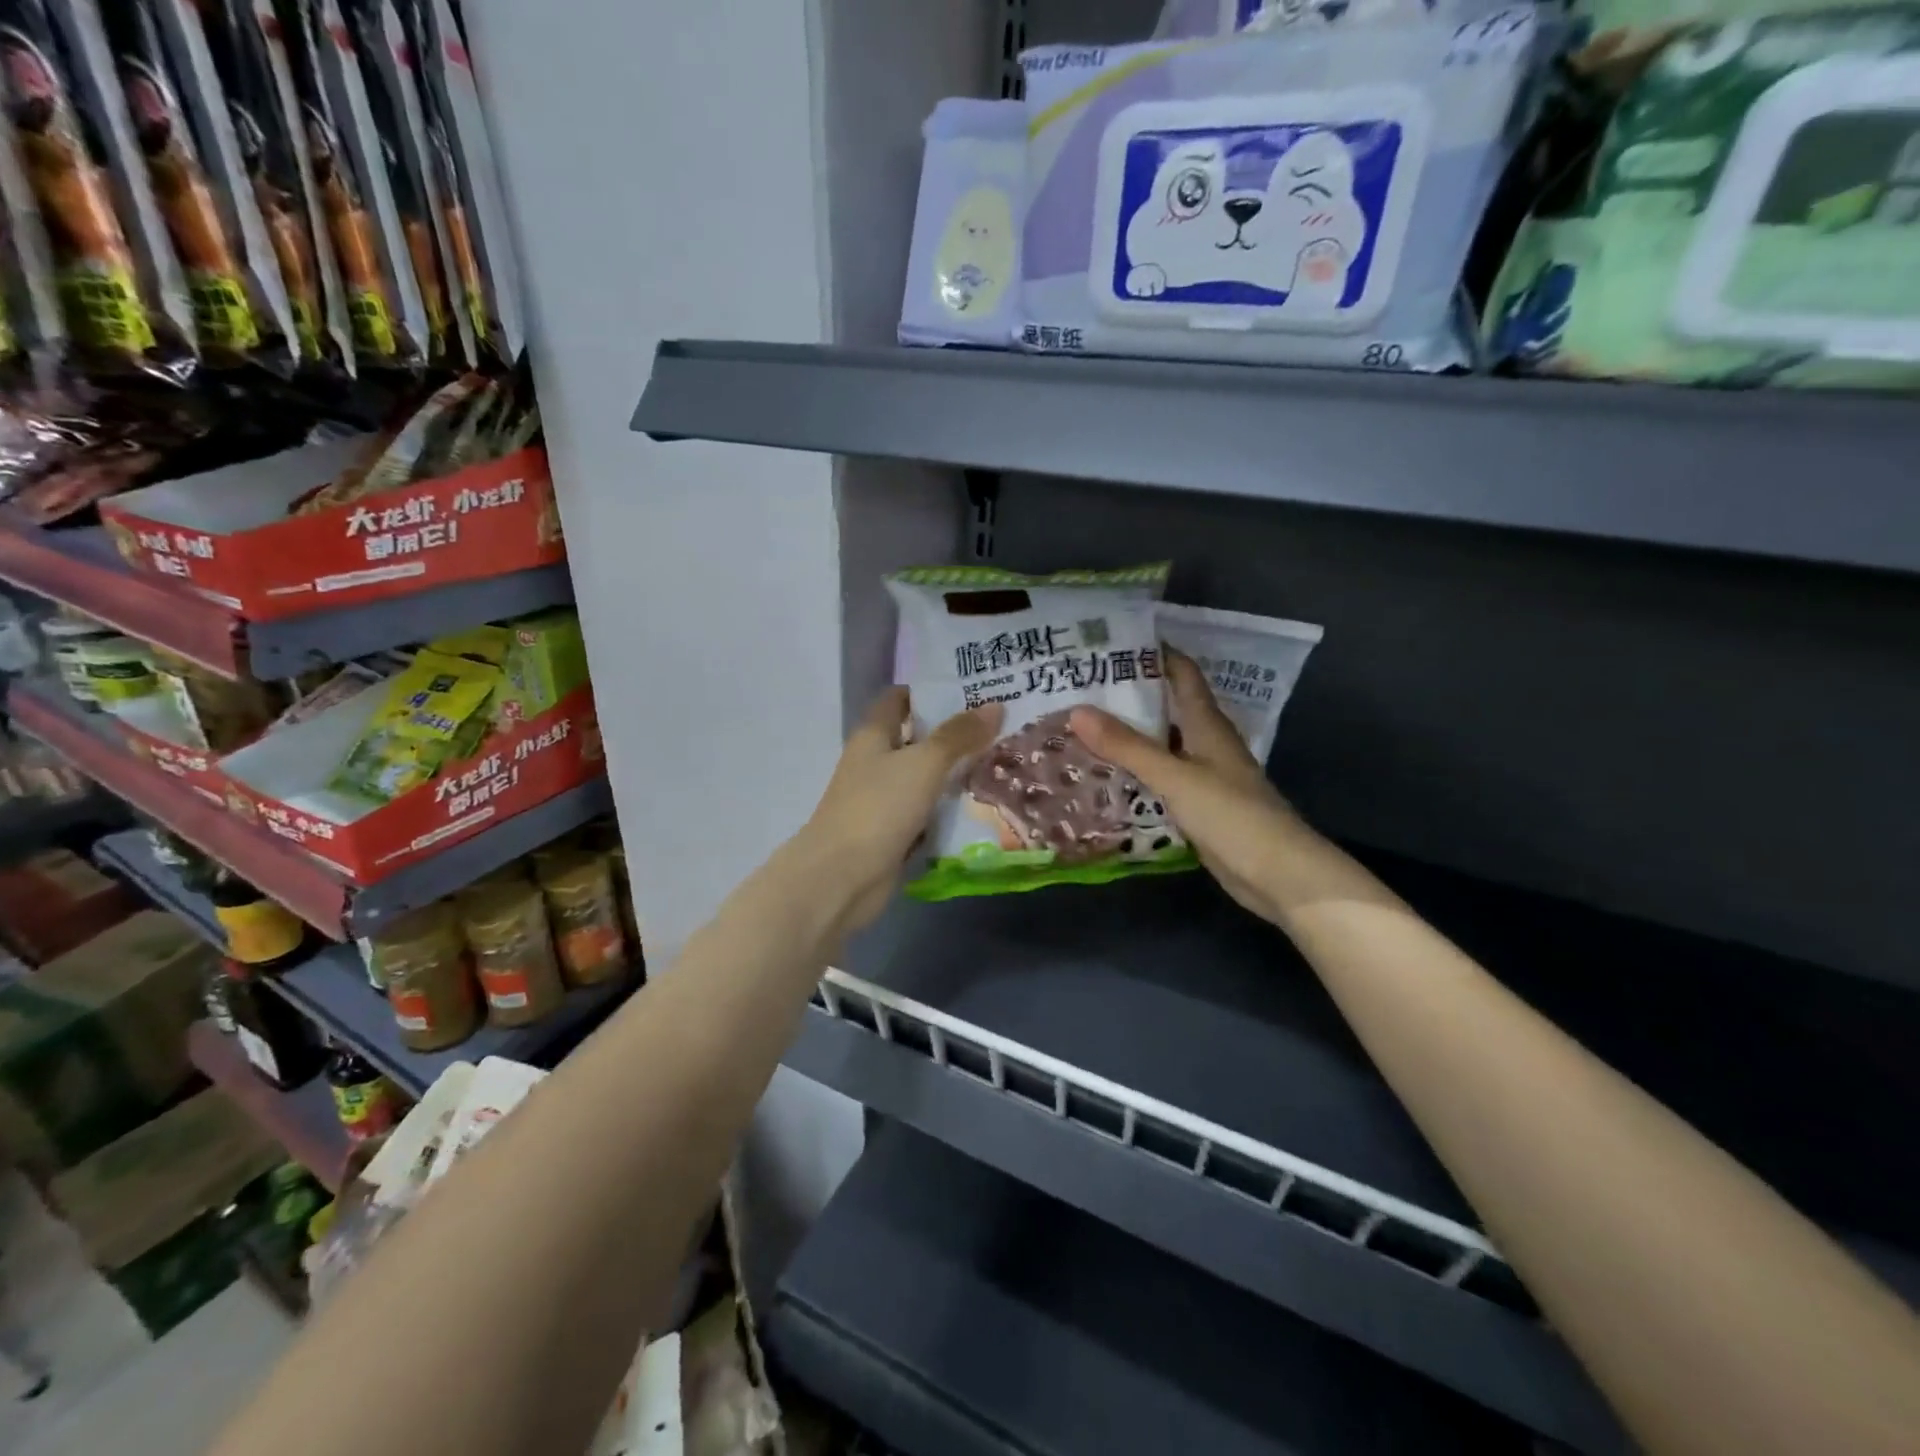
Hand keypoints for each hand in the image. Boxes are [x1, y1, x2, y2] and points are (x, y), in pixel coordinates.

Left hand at [802, 688, 1002, 934]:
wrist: (843, 877)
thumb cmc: (879, 807)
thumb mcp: (924, 763)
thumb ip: (958, 735)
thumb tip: (995, 706)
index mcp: (873, 735)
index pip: (899, 699)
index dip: (930, 690)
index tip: (971, 688)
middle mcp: (876, 763)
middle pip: (917, 739)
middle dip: (955, 733)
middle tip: (1002, 726)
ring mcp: (884, 800)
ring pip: (926, 778)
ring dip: (957, 773)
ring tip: (1004, 761)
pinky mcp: (894, 833)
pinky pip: (928, 813)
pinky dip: (950, 810)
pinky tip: (985, 806)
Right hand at [1071, 648, 1314, 926]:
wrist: (1277, 874)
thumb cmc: (1231, 814)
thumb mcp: (1174, 776)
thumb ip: (1127, 746)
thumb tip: (1077, 711)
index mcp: (1207, 724)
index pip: (1182, 673)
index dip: (1154, 652)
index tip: (1113, 641)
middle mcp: (1206, 742)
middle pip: (1167, 706)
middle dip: (1130, 694)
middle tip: (1082, 687)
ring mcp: (1204, 775)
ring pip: (1162, 743)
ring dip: (1130, 734)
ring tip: (1084, 726)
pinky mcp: (1199, 804)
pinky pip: (1161, 777)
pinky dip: (1136, 770)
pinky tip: (1107, 774)